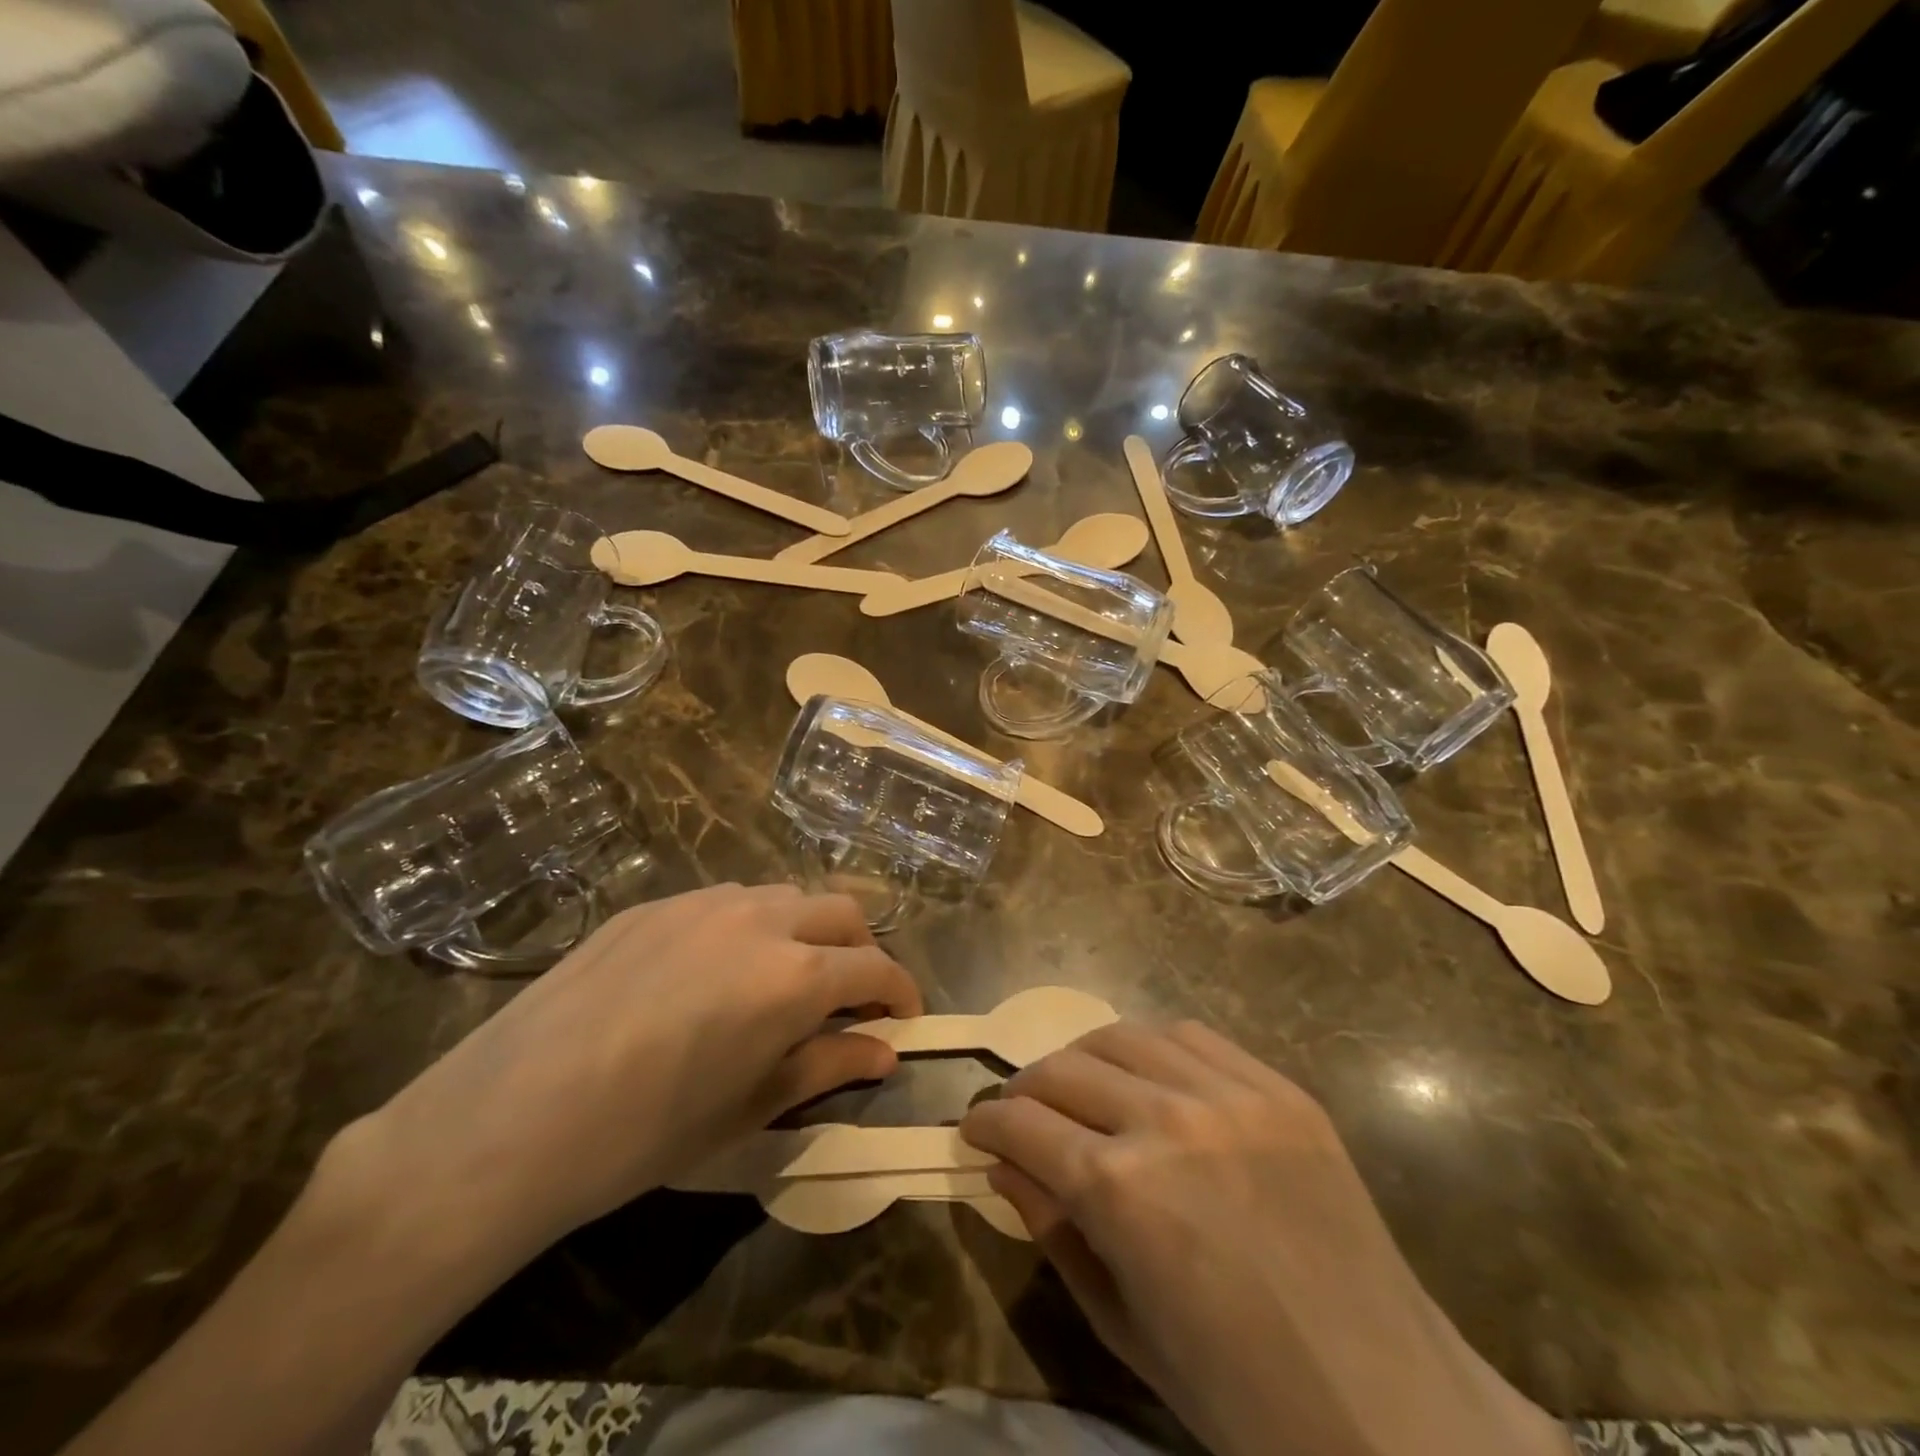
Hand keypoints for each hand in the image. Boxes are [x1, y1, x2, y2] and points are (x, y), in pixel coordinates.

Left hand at [326, 883, 919, 1282]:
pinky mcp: (652, 904)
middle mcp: (760, 919)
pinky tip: (713, 973)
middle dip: (861, 949)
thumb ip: (827, 1067)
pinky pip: (725, 901)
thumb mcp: (749, 1110)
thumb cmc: (643, 1134)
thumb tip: (884, 1052)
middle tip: (850, 997)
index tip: (905, 1019)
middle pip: (840, 911)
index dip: (901, 992)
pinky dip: (749, 927)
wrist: (506, 1120)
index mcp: (794, 975)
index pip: (875, 967)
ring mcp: (701, 902)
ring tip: (782, 980)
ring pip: (783, 896)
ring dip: (805, 931)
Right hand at [960, 1022, 1569, 1455]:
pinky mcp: (1280, 1089)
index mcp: (1120, 1191)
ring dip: (1082, 1056)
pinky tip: (1146, 1075)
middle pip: (1064, 1068)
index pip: (1022, 1125)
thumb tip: (1004, 1165)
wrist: (1392, 1413)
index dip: (986, 1124)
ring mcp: (1231, 1095)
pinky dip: (1151, 1047)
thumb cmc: (1241, 1397)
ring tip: (1076, 1085)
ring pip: (1123, 1035)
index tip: (973, 1129)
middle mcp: (1167, 1119)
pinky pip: (1193, 1036)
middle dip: (1025, 1091)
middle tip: (1019, 1114)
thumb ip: (1054, 1230)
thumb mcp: (1122, 1324)